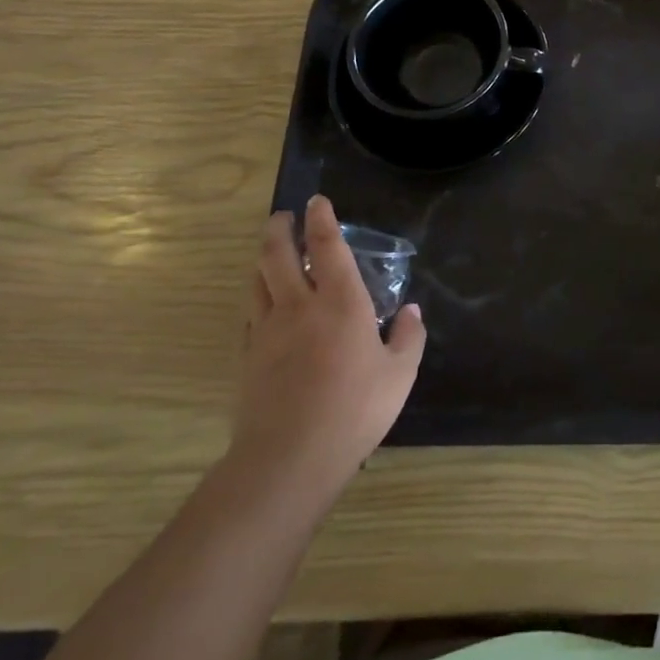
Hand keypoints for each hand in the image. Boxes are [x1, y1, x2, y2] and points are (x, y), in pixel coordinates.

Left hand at [230, 196, 425, 513]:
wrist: (289, 458)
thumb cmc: (355, 409)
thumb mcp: (400, 374)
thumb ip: (408, 337)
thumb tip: (412, 311)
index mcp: (341, 302)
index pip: (326, 247)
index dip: (321, 220)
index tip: (317, 201)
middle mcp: (299, 306)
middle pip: (277, 255)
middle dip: (279, 229)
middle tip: (283, 217)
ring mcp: (267, 331)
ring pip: (257, 281)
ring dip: (262, 259)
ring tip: (269, 251)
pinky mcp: (248, 358)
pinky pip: (250, 315)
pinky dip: (257, 297)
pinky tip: (264, 304)